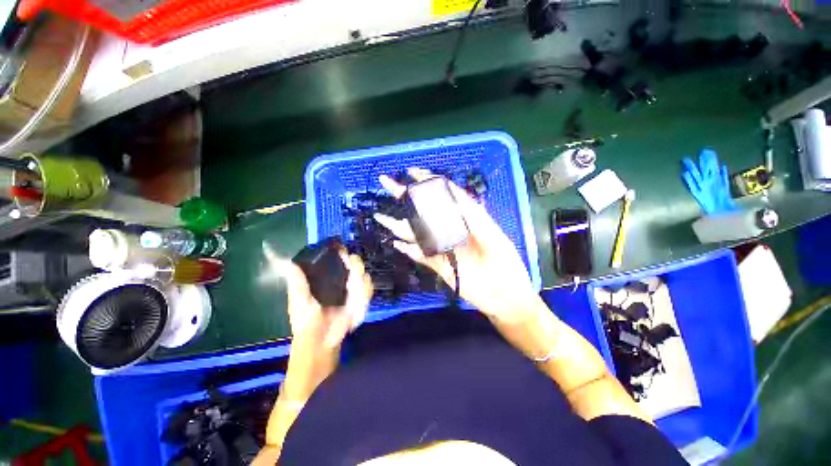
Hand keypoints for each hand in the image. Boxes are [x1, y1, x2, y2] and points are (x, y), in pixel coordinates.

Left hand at [275, 251, 372, 401]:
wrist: (320, 342)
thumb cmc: (305, 320)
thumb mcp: (298, 300)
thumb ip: (297, 281)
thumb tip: (289, 262)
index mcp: (326, 276)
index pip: (337, 257)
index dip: (341, 252)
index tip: (342, 251)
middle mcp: (342, 279)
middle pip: (355, 263)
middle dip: (356, 265)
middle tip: (351, 274)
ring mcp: (353, 289)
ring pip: (365, 276)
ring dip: (361, 281)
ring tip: (353, 292)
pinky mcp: (361, 300)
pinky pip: (369, 291)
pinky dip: (365, 293)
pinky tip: (357, 302)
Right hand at [375, 168, 535, 322]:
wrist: (505, 298)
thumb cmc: (506, 267)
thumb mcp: (495, 238)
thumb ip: (475, 219)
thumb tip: (454, 198)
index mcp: (467, 220)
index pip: (446, 195)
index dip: (430, 182)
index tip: (412, 173)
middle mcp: (452, 230)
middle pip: (426, 211)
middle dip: (407, 197)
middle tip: (387, 184)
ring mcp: (444, 248)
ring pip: (419, 234)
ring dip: (400, 226)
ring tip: (382, 217)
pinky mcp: (439, 266)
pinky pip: (421, 256)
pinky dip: (409, 251)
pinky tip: (396, 244)